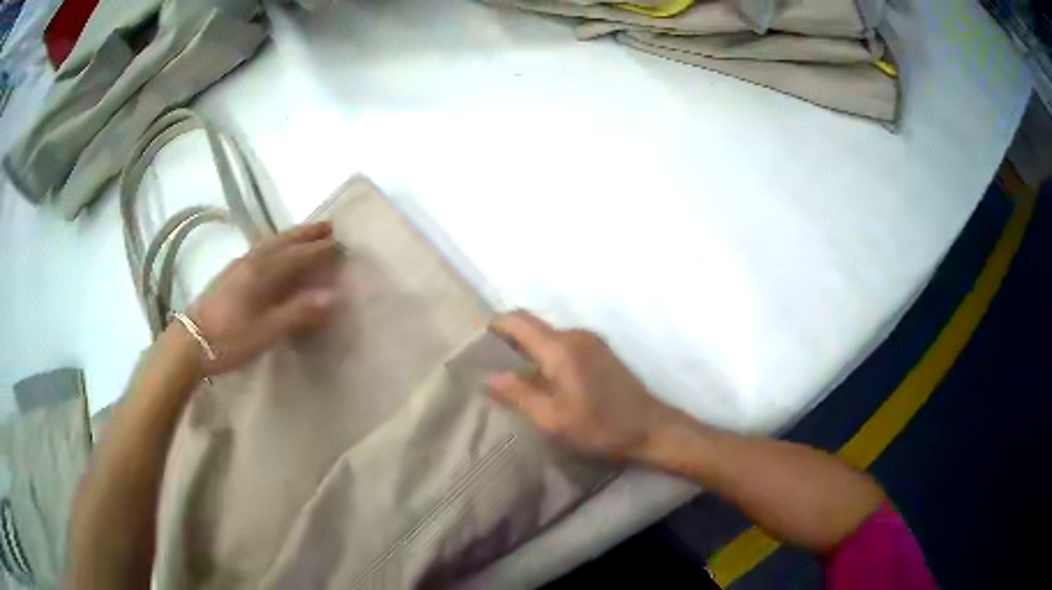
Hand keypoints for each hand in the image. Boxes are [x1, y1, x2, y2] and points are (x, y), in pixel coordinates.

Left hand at [181, 222, 339, 375]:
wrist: (189, 343)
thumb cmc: (229, 340)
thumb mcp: (266, 332)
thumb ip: (298, 313)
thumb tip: (333, 295)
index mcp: (262, 273)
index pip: (297, 256)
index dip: (319, 250)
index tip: (341, 244)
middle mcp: (251, 262)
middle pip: (283, 241)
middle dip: (306, 233)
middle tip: (328, 225)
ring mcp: (237, 267)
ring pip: (269, 243)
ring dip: (290, 236)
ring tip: (305, 233)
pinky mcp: (228, 276)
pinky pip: (259, 251)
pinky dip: (274, 245)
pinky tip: (271, 252)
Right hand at [487, 311, 672, 461]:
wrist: (651, 428)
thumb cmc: (600, 428)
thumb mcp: (553, 420)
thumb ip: (519, 395)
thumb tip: (488, 376)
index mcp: (561, 348)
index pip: (518, 321)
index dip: (494, 326)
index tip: (476, 343)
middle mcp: (575, 335)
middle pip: (533, 325)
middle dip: (509, 339)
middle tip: (489, 366)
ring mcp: (591, 341)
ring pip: (548, 335)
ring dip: (528, 349)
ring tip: (513, 377)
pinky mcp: (601, 351)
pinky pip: (563, 344)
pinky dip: (546, 354)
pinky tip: (543, 380)